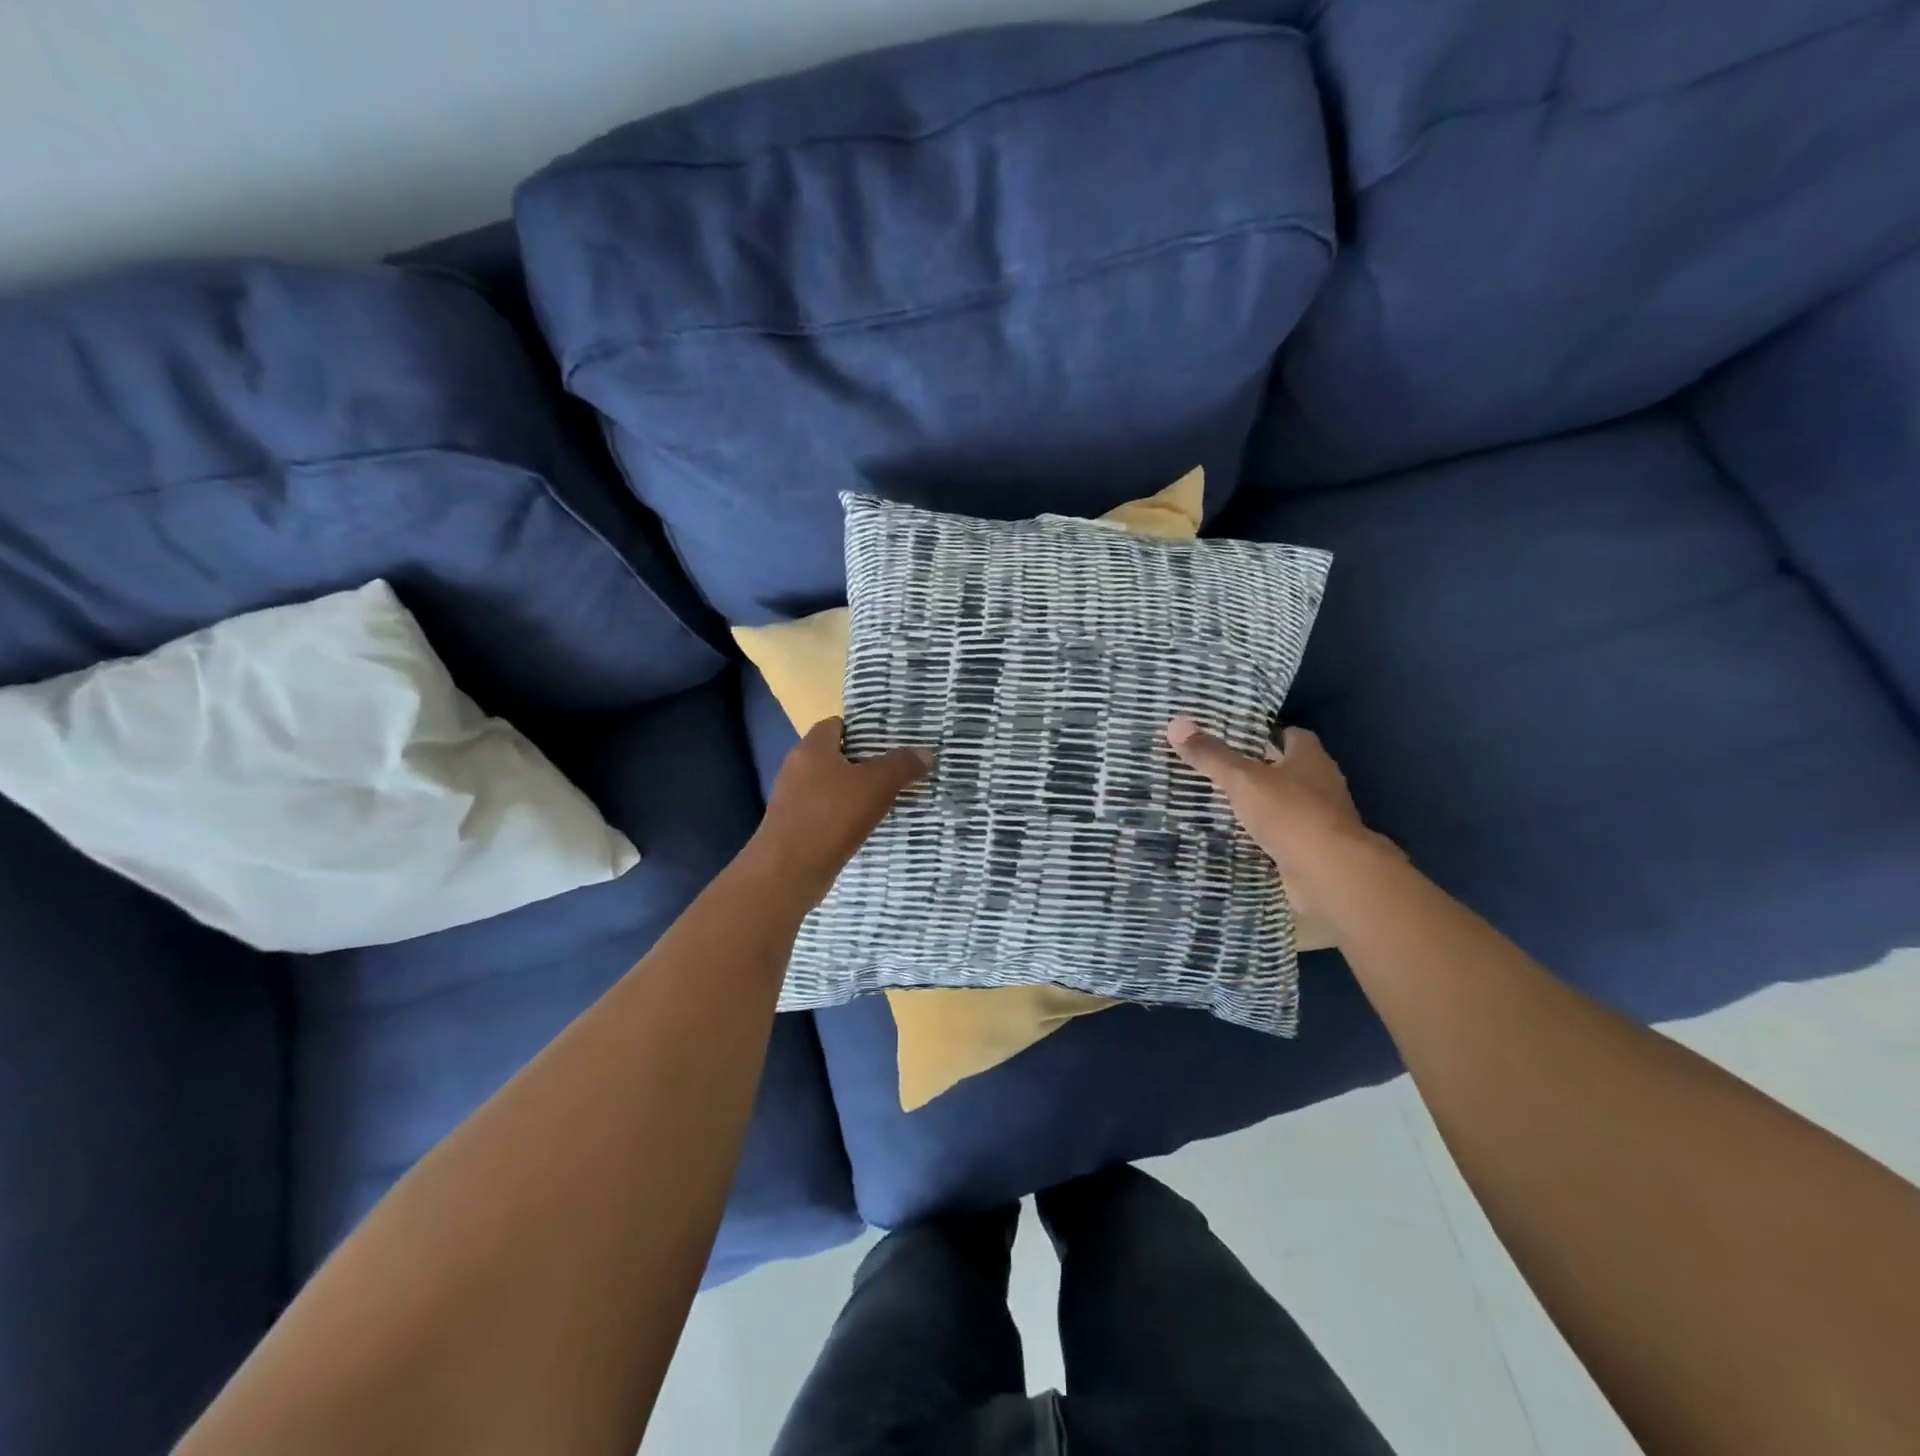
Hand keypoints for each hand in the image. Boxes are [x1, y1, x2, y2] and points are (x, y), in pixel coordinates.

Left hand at [750, 717, 932, 908]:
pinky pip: (825, 812)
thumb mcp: (876, 786)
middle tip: (897, 769)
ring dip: (856, 791)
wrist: (788, 871)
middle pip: (835, 756)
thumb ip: (902, 765)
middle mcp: (796, 768)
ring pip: (831, 786)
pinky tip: (866, 825)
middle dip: (864, 762)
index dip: (862, 729)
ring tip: (888, 798)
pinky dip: (844, 815)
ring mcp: (792, 799)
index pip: (836, 725)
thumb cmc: (831, 816)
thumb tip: (925, 753)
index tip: (890, 741)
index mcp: (811, 748)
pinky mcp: (794, 826)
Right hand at [1166, 717, 1388, 892]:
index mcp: (1311, 759)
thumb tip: (1176, 723)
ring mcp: (1321, 820)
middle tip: (1221, 772)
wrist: (1328, 873)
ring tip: (1223, 806)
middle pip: (1289, 771)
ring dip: (1263, 806)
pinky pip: (1285, 836)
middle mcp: (1322, 785)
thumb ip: (1211, 755)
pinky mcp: (1315, 850)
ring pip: (1287, 805)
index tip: (1237, 739)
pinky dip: (1266, 837)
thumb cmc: (1290, 814)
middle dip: (1260, 772)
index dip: (1267, 735)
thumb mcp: (1242, 779)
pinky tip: (1240, 839)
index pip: (1292, 736)